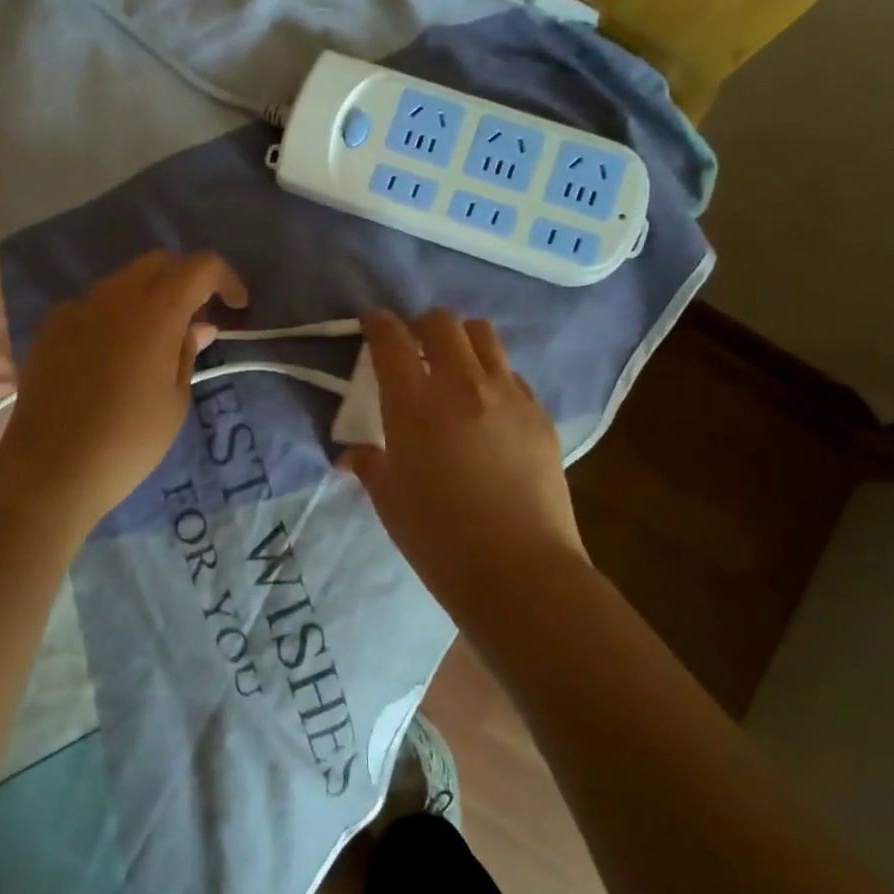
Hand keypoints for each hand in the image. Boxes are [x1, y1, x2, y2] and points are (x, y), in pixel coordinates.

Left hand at [0, 250, 248, 523]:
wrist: (51, 468)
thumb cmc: (129, 440)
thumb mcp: (175, 400)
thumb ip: (188, 352)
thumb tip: (198, 326)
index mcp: (156, 311)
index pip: (201, 267)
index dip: (225, 279)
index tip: (236, 306)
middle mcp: (115, 296)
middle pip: (159, 263)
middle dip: (185, 281)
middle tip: (196, 320)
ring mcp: (77, 308)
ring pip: (123, 282)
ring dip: (148, 297)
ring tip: (155, 341)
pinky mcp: (51, 327)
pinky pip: (92, 306)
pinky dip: (114, 317)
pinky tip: (112, 356)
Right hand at [345, 310, 584, 610]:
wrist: (519, 571)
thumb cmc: (439, 539)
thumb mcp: (389, 500)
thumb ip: (369, 464)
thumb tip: (354, 455)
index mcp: (415, 403)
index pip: (391, 338)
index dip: (378, 324)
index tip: (372, 326)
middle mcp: (462, 384)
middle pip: (443, 322)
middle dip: (422, 326)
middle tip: (414, 351)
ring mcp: (508, 395)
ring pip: (484, 335)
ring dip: (462, 341)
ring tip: (454, 370)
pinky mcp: (539, 414)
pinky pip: (512, 374)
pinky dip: (493, 377)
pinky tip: (488, 411)